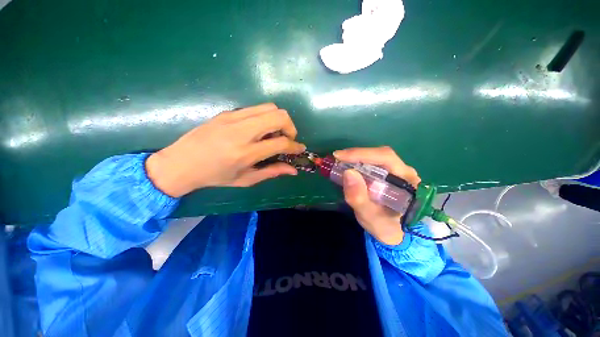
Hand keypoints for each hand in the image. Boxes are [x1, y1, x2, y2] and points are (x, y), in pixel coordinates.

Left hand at [146, 103, 305, 196]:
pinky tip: (260, 130)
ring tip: (275, 134)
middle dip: (291, 127)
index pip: (281, 142)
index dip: (295, 146)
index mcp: (246, 153)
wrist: (181, 162)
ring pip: (270, 107)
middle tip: (287, 139)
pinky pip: (256, 108)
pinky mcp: (228, 112)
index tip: (300, 148)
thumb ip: (272, 172)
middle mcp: (242, 131)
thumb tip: (293, 170)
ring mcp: (233, 118)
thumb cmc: (215, 176)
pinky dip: (266, 117)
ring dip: (279, 120)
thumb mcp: (245, 180)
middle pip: (279, 116)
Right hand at [333, 147, 420, 245]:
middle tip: (337, 158)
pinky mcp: (388, 174)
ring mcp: (397, 171)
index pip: (385, 158)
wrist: (395, 234)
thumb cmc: (385, 227)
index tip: (339, 156)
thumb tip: (348, 172)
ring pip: (375, 157)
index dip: (361, 154)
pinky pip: (372, 163)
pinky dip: (357, 162)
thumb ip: (359, 198)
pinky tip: (348, 167)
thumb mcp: (370, 217)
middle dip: (356, 155)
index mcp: (407, 181)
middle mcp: (404, 171)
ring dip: (356, 158)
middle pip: (380, 154)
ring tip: (340, 163)